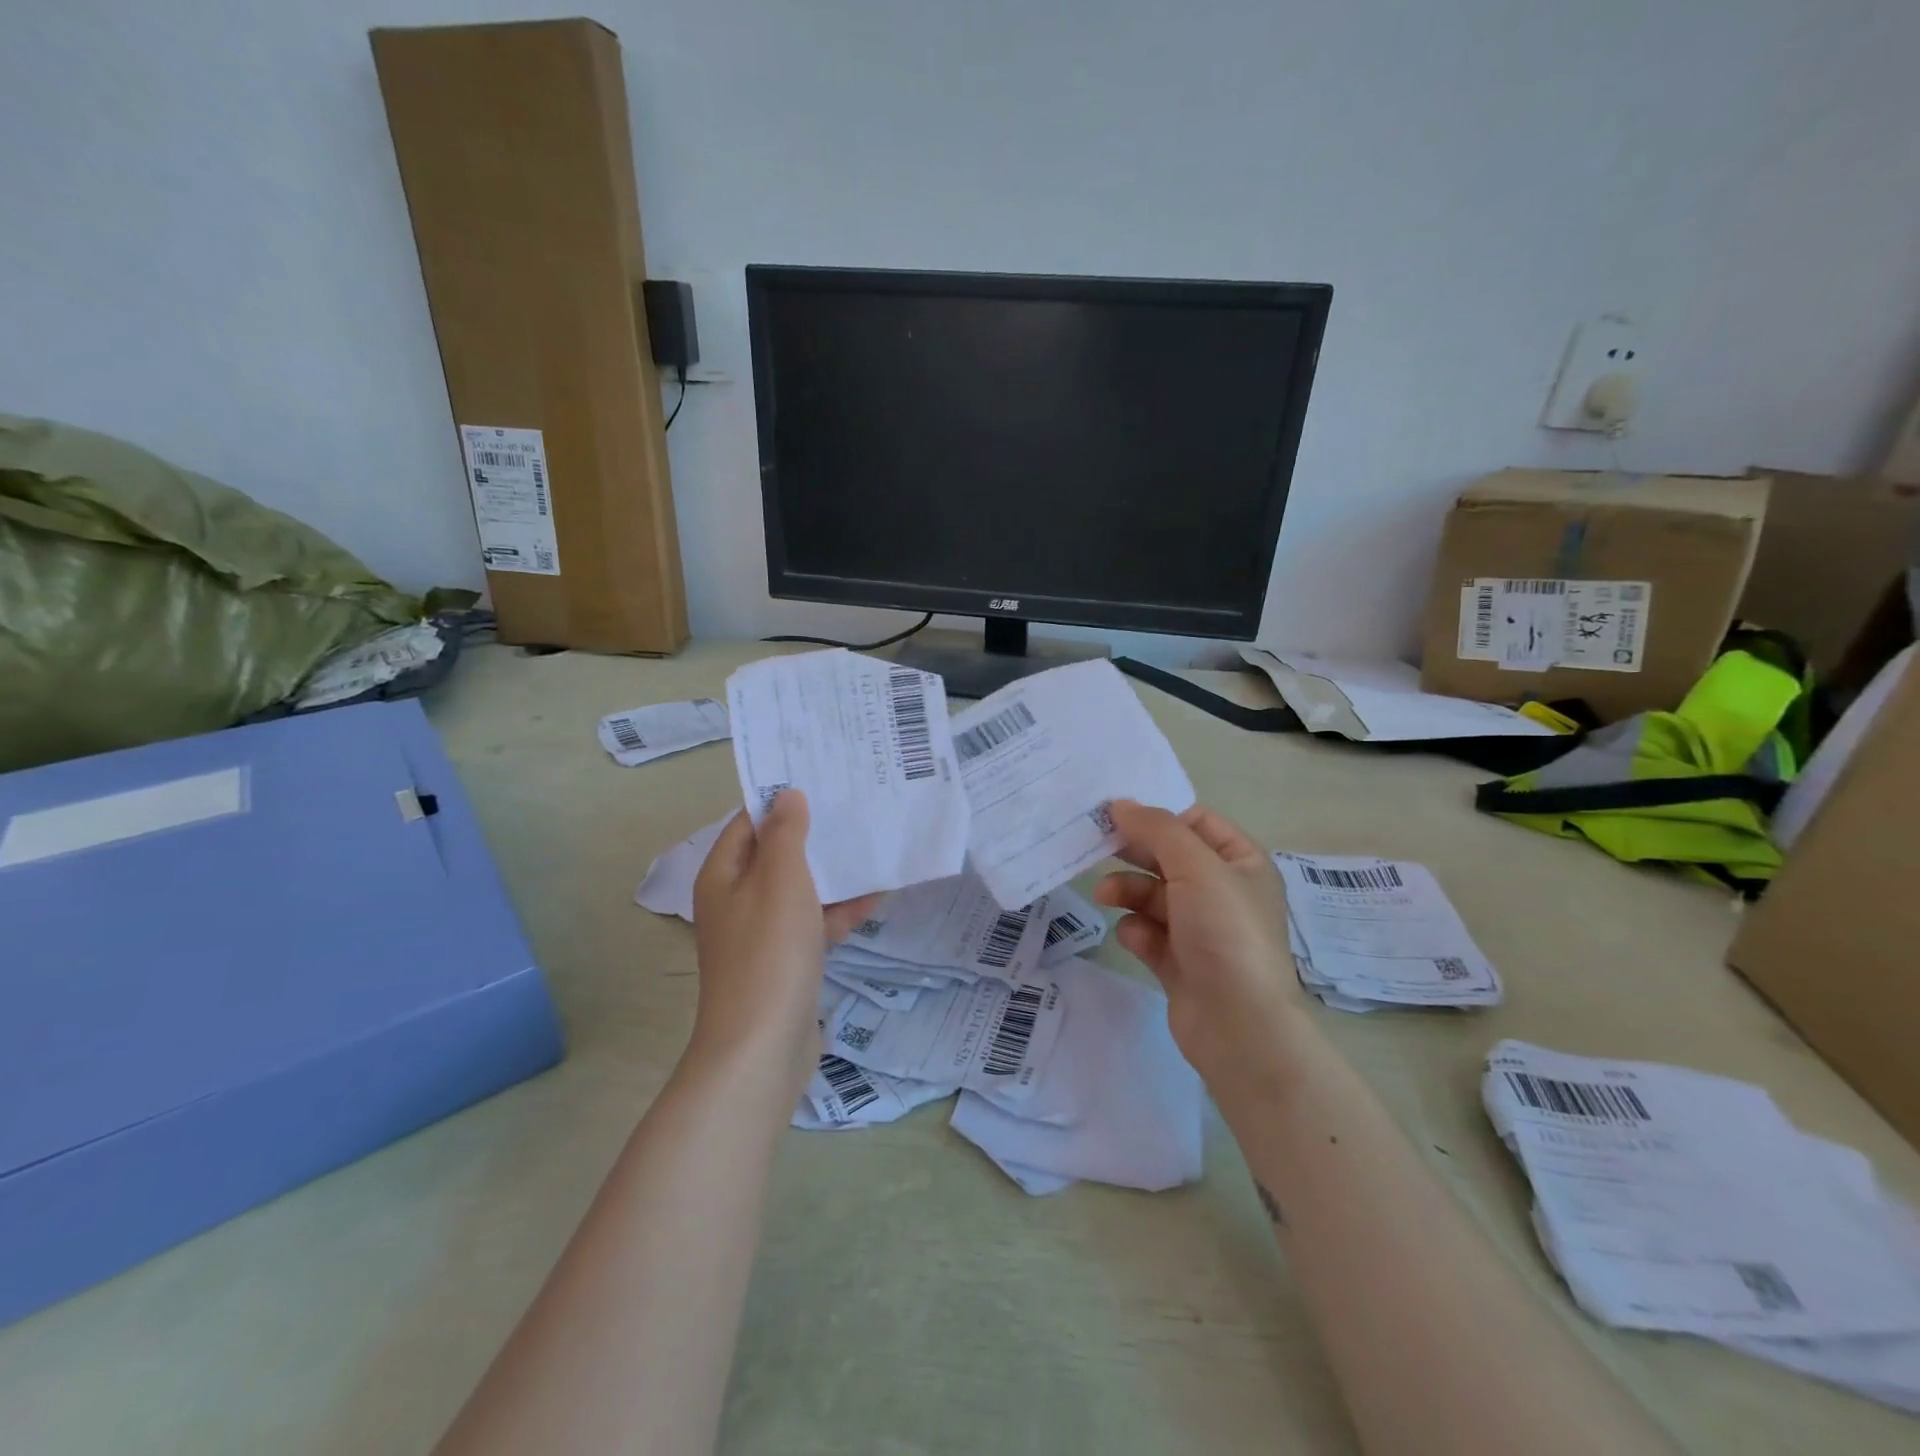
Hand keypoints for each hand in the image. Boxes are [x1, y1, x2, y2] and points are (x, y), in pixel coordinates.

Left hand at [691, 791, 880, 1084]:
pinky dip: (839, 912)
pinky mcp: (785, 961)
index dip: (783, 799)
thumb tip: (787, 795)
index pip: (750, 821)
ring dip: (835, 873)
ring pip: (801, 889)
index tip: (822, 778)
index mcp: (724, 874)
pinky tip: (877, 898)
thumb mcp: (780, 880)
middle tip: (857, 808)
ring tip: (876, 847)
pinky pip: (813, 923)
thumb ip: (787, 834)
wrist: (762, 1048)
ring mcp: (761, 933)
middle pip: (778, 854)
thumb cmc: (769, 952)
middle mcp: (737, 899)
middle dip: (816, 834)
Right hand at [1093, 801, 1299, 1083]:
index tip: (1116, 811)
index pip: (1196, 822)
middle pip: (1169, 858)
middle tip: (1096, 843)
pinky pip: (1149, 933)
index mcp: (1242, 863)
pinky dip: (1137, 931)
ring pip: (1153, 895)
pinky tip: (1133, 937)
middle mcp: (1223, 892)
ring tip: (1104, 895)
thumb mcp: (1196, 867)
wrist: (1239, 1025)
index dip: (1158, 814)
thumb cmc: (1226, 933)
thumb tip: (1120, 804)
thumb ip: (1157, 830)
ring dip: (1127, 891)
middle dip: (1134, 853)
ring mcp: (1201, 929)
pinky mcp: (1179, 962)